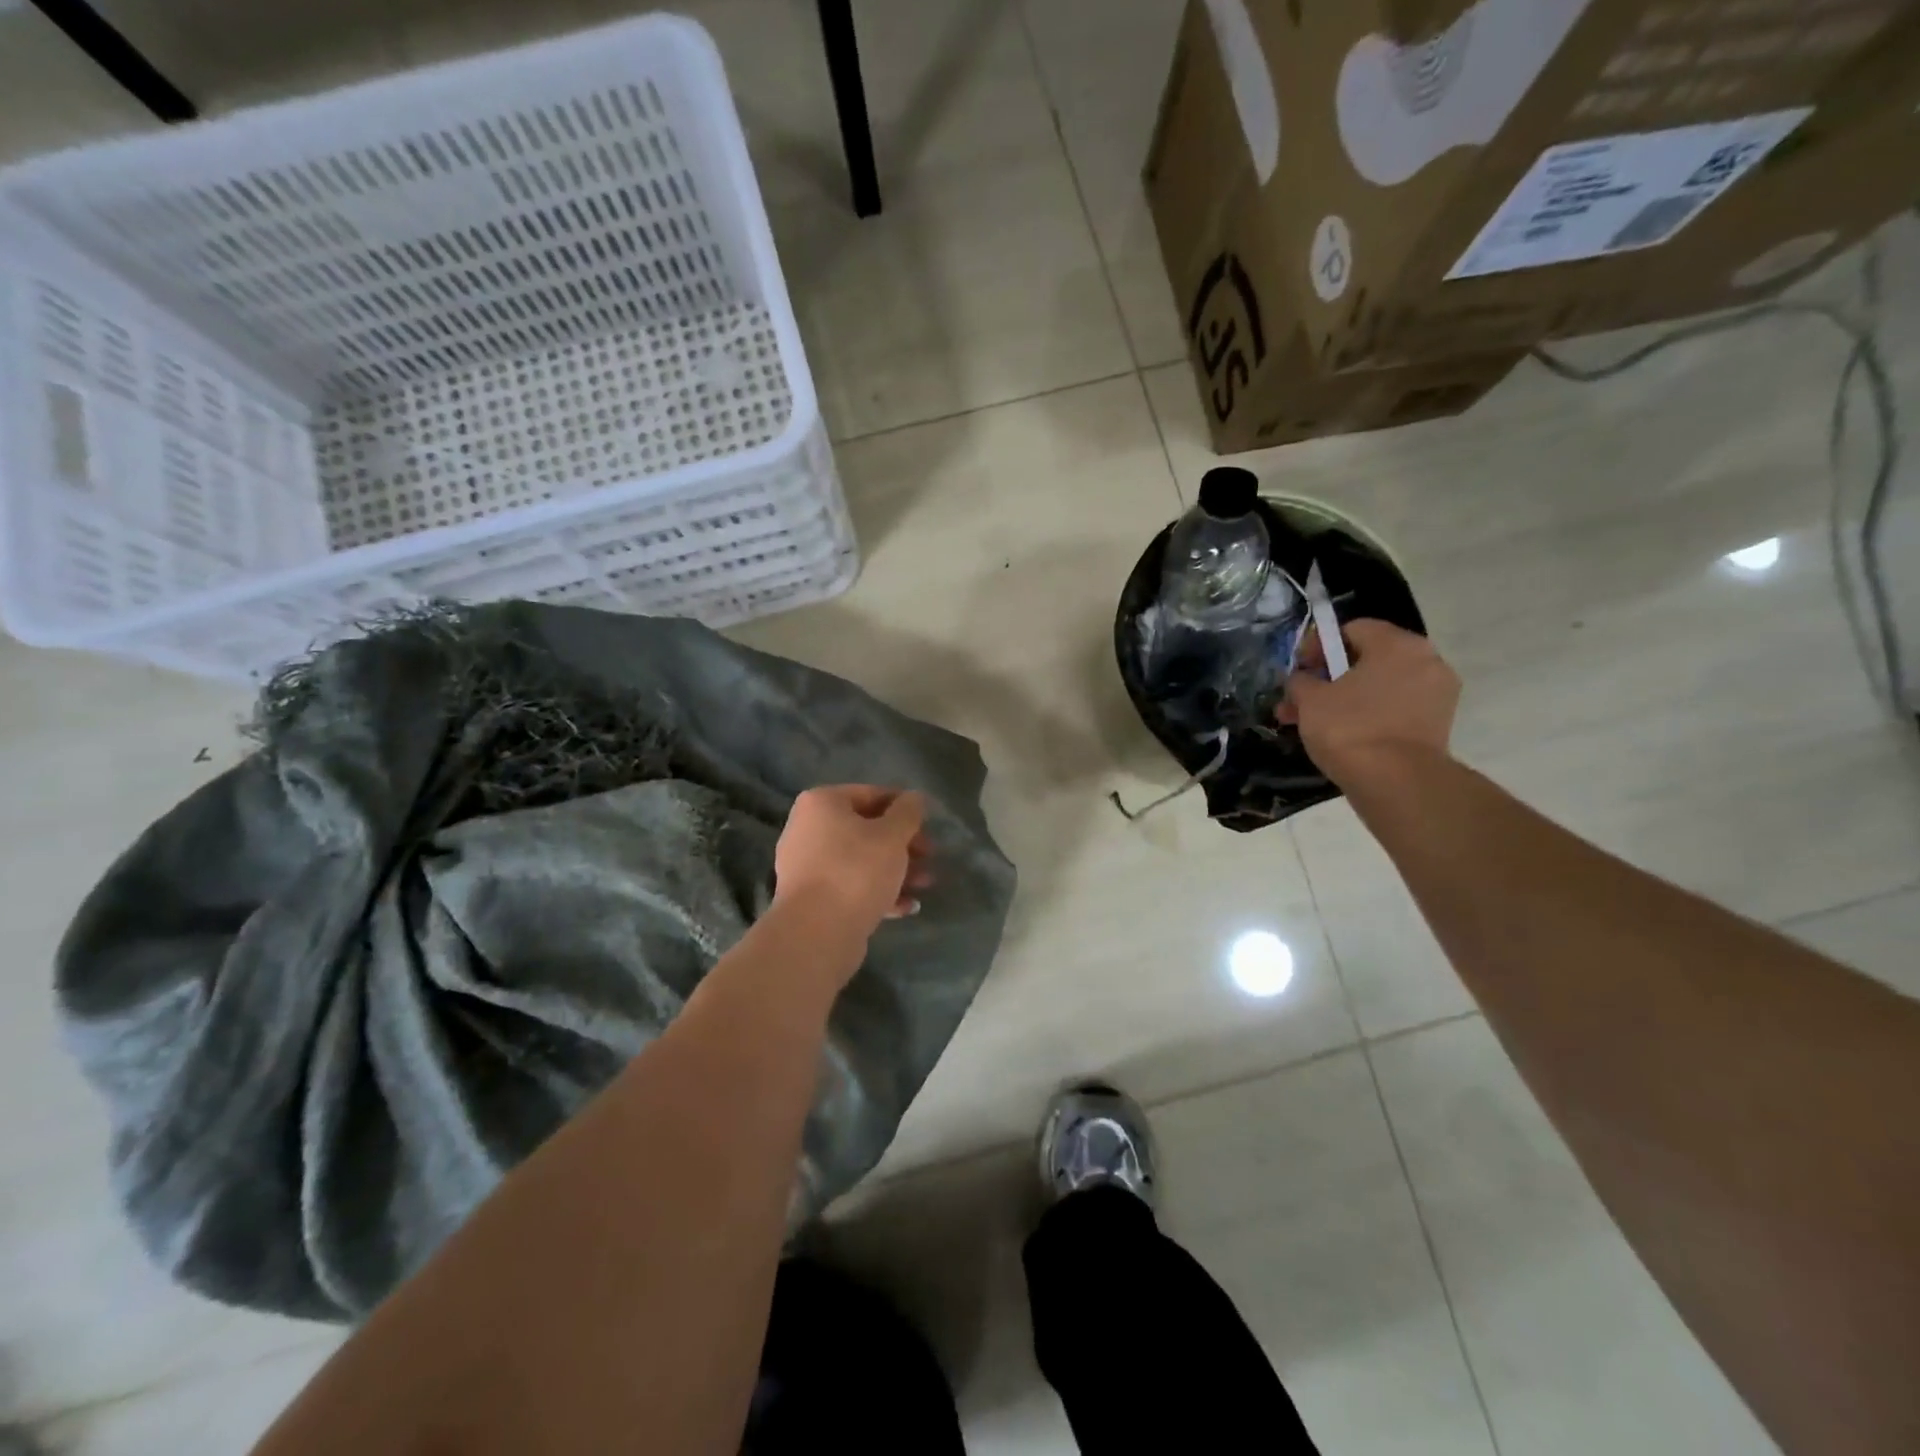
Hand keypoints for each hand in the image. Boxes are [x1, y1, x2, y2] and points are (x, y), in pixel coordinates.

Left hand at [773, 786, 933, 942]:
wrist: (816, 933)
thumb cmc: (856, 871)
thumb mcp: (892, 835)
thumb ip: (908, 812)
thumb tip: (913, 798)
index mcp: (821, 803)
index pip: (871, 794)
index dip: (905, 808)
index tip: (929, 825)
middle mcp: (808, 829)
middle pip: (866, 829)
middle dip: (903, 844)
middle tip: (930, 857)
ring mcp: (806, 866)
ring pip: (860, 860)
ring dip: (896, 869)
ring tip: (925, 884)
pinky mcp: (812, 899)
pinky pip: (850, 886)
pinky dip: (878, 891)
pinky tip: (906, 907)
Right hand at [1278, 619, 1460, 787]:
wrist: (1395, 781)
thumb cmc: (1349, 727)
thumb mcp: (1309, 699)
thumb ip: (1301, 681)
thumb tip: (1302, 679)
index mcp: (1398, 644)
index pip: (1352, 629)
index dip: (1318, 645)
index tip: (1298, 669)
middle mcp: (1426, 660)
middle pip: (1367, 659)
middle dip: (1329, 677)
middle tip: (1299, 699)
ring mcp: (1436, 694)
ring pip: (1379, 687)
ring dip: (1344, 699)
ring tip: (1310, 723)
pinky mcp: (1436, 725)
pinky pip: (1394, 708)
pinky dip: (1368, 716)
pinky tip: (1340, 736)